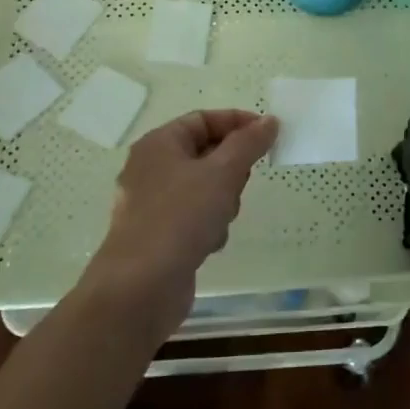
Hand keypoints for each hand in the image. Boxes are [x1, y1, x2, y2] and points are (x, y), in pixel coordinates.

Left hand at [82, 109, 278, 332]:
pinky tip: (209, 244)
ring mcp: (152, 204)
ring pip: (204, 187)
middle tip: (240, 184)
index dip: (238, 123)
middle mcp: (151, 168)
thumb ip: (249, 143)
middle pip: (206, 153)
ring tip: (221, 219)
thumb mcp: (222, 173)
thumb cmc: (180, 218)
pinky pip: (194, 217)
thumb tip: (270, 121)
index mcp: (159, 143)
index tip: (268, 136)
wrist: (139, 289)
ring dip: (222, 201)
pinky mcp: (158, 235)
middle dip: (230, 169)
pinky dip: (208, 225)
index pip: (204, 119)